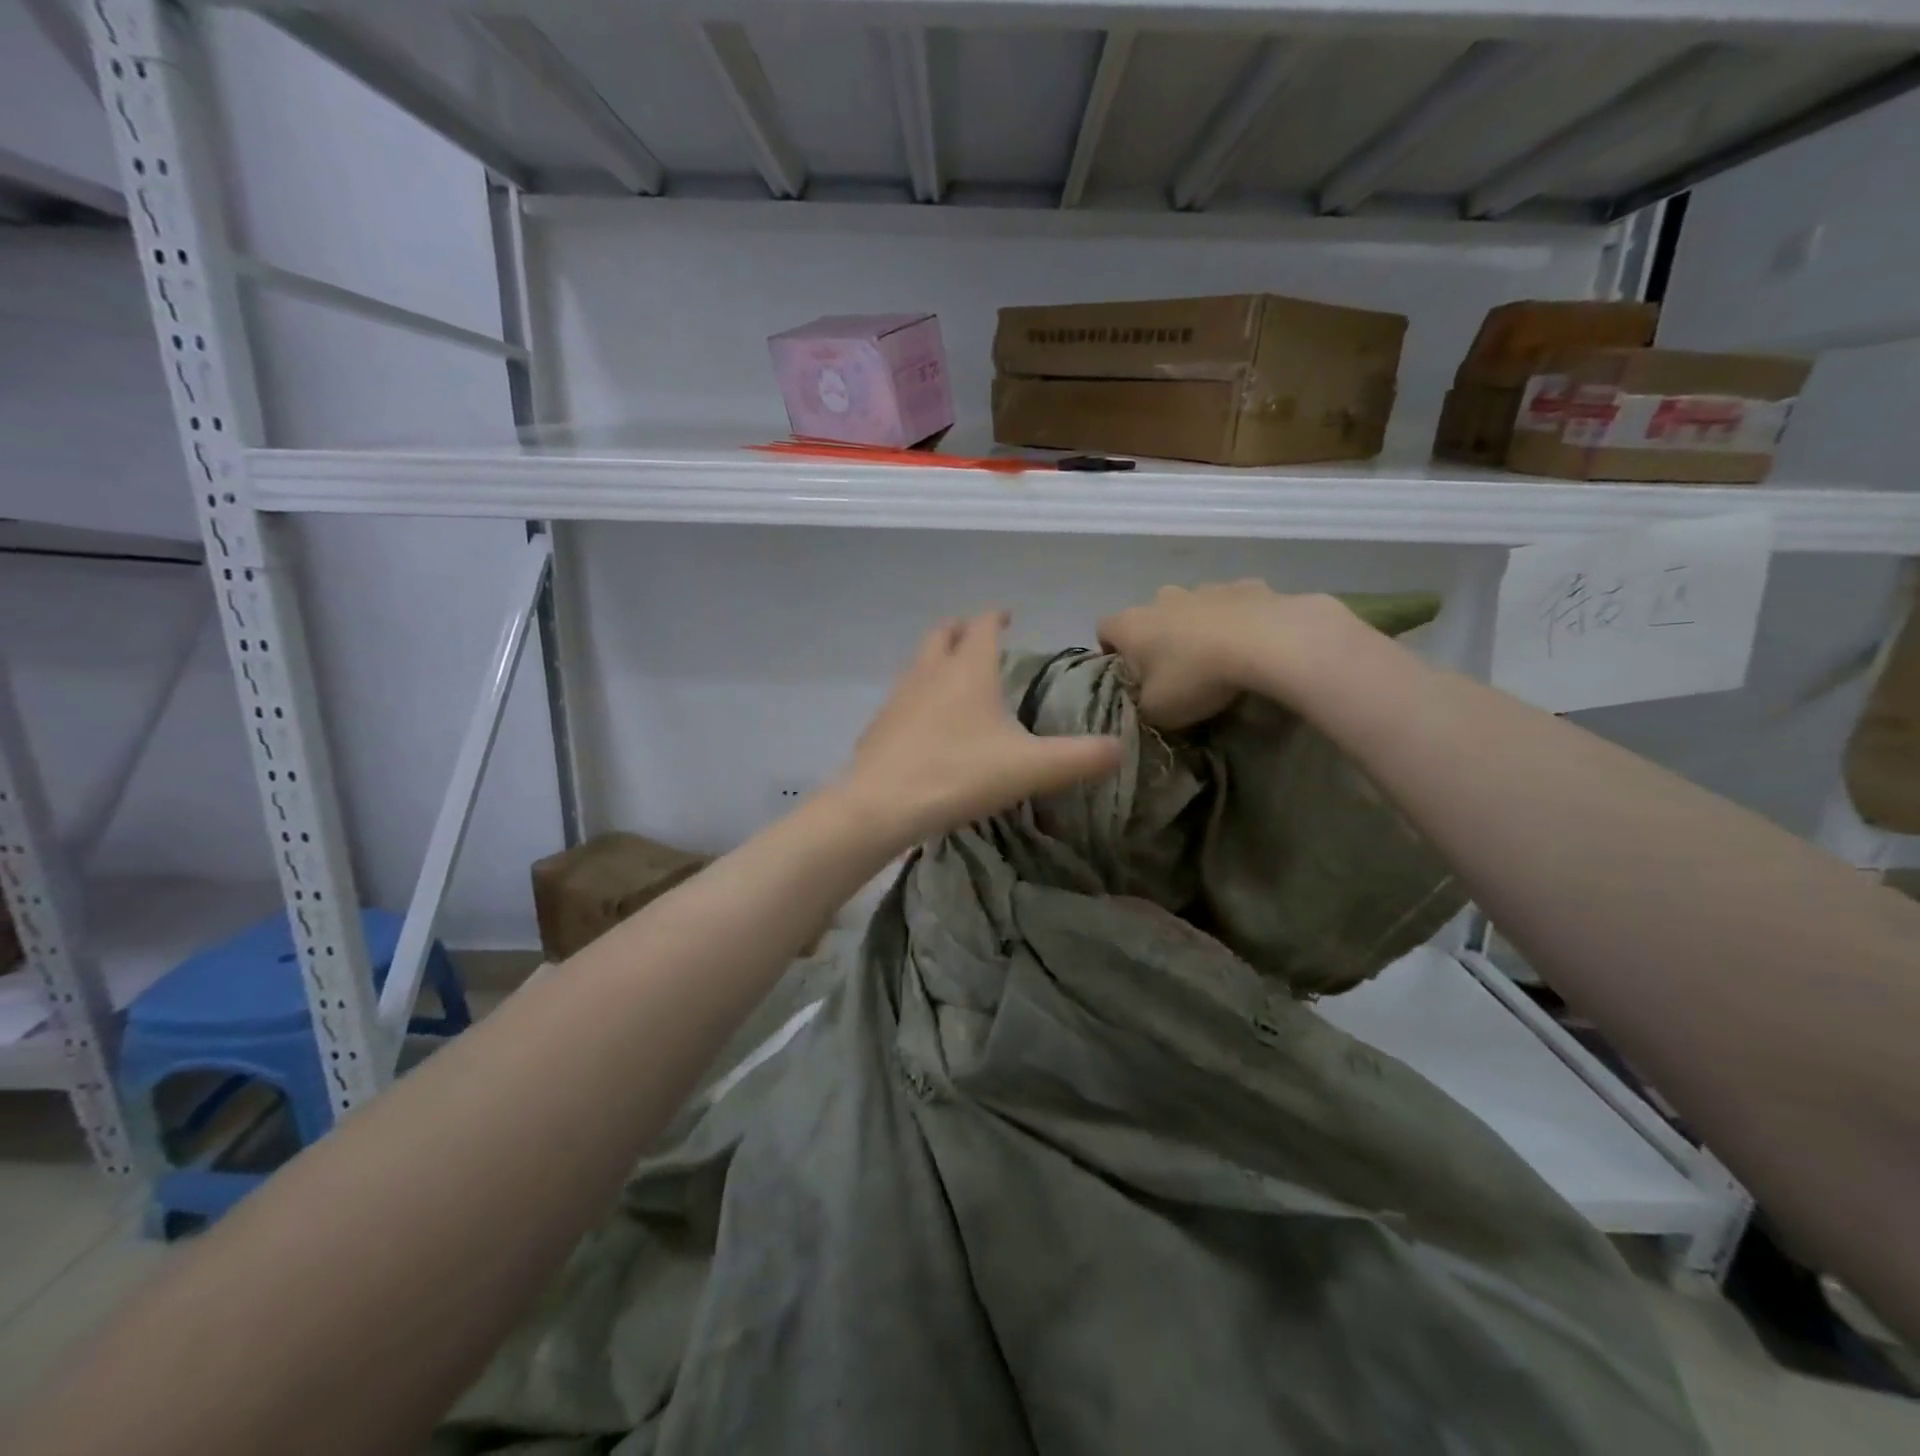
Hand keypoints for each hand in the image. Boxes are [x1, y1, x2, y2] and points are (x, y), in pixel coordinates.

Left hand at [839, 611, 1123, 845]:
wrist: (881, 805)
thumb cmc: (959, 774)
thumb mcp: (1031, 768)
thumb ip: (1080, 757)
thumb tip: (1120, 749)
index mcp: (968, 670)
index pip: (982, 625)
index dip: (996, 617)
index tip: (1008, 617)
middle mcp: (929, 672)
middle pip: (942, 634)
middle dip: (961, 630)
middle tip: (977, 637)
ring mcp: (898, 697)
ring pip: (918, 664)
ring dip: (937, 661)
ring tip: (955, 679)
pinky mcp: (878, 726)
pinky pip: (902, 698)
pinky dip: (918, 696)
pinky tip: (927, 725)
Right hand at [1098, 581, 1348, 728]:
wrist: (1266, 642)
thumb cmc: (1195, 677)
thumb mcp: (1157, 712)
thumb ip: (1143, 706)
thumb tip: (1146, 702)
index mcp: (1131, 625)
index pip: (1103, 630)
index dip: (1110, 652)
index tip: (1127, 675)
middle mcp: (1161, 598)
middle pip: (1149, 617)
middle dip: (1157, 640)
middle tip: (1174, 673)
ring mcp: (1205, 588)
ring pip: (1191, 608)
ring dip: (1196, 628)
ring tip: (1217, 660)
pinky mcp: (1247, 586)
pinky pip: (1232, 605)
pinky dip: (1235, 621)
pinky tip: (1250, 645)